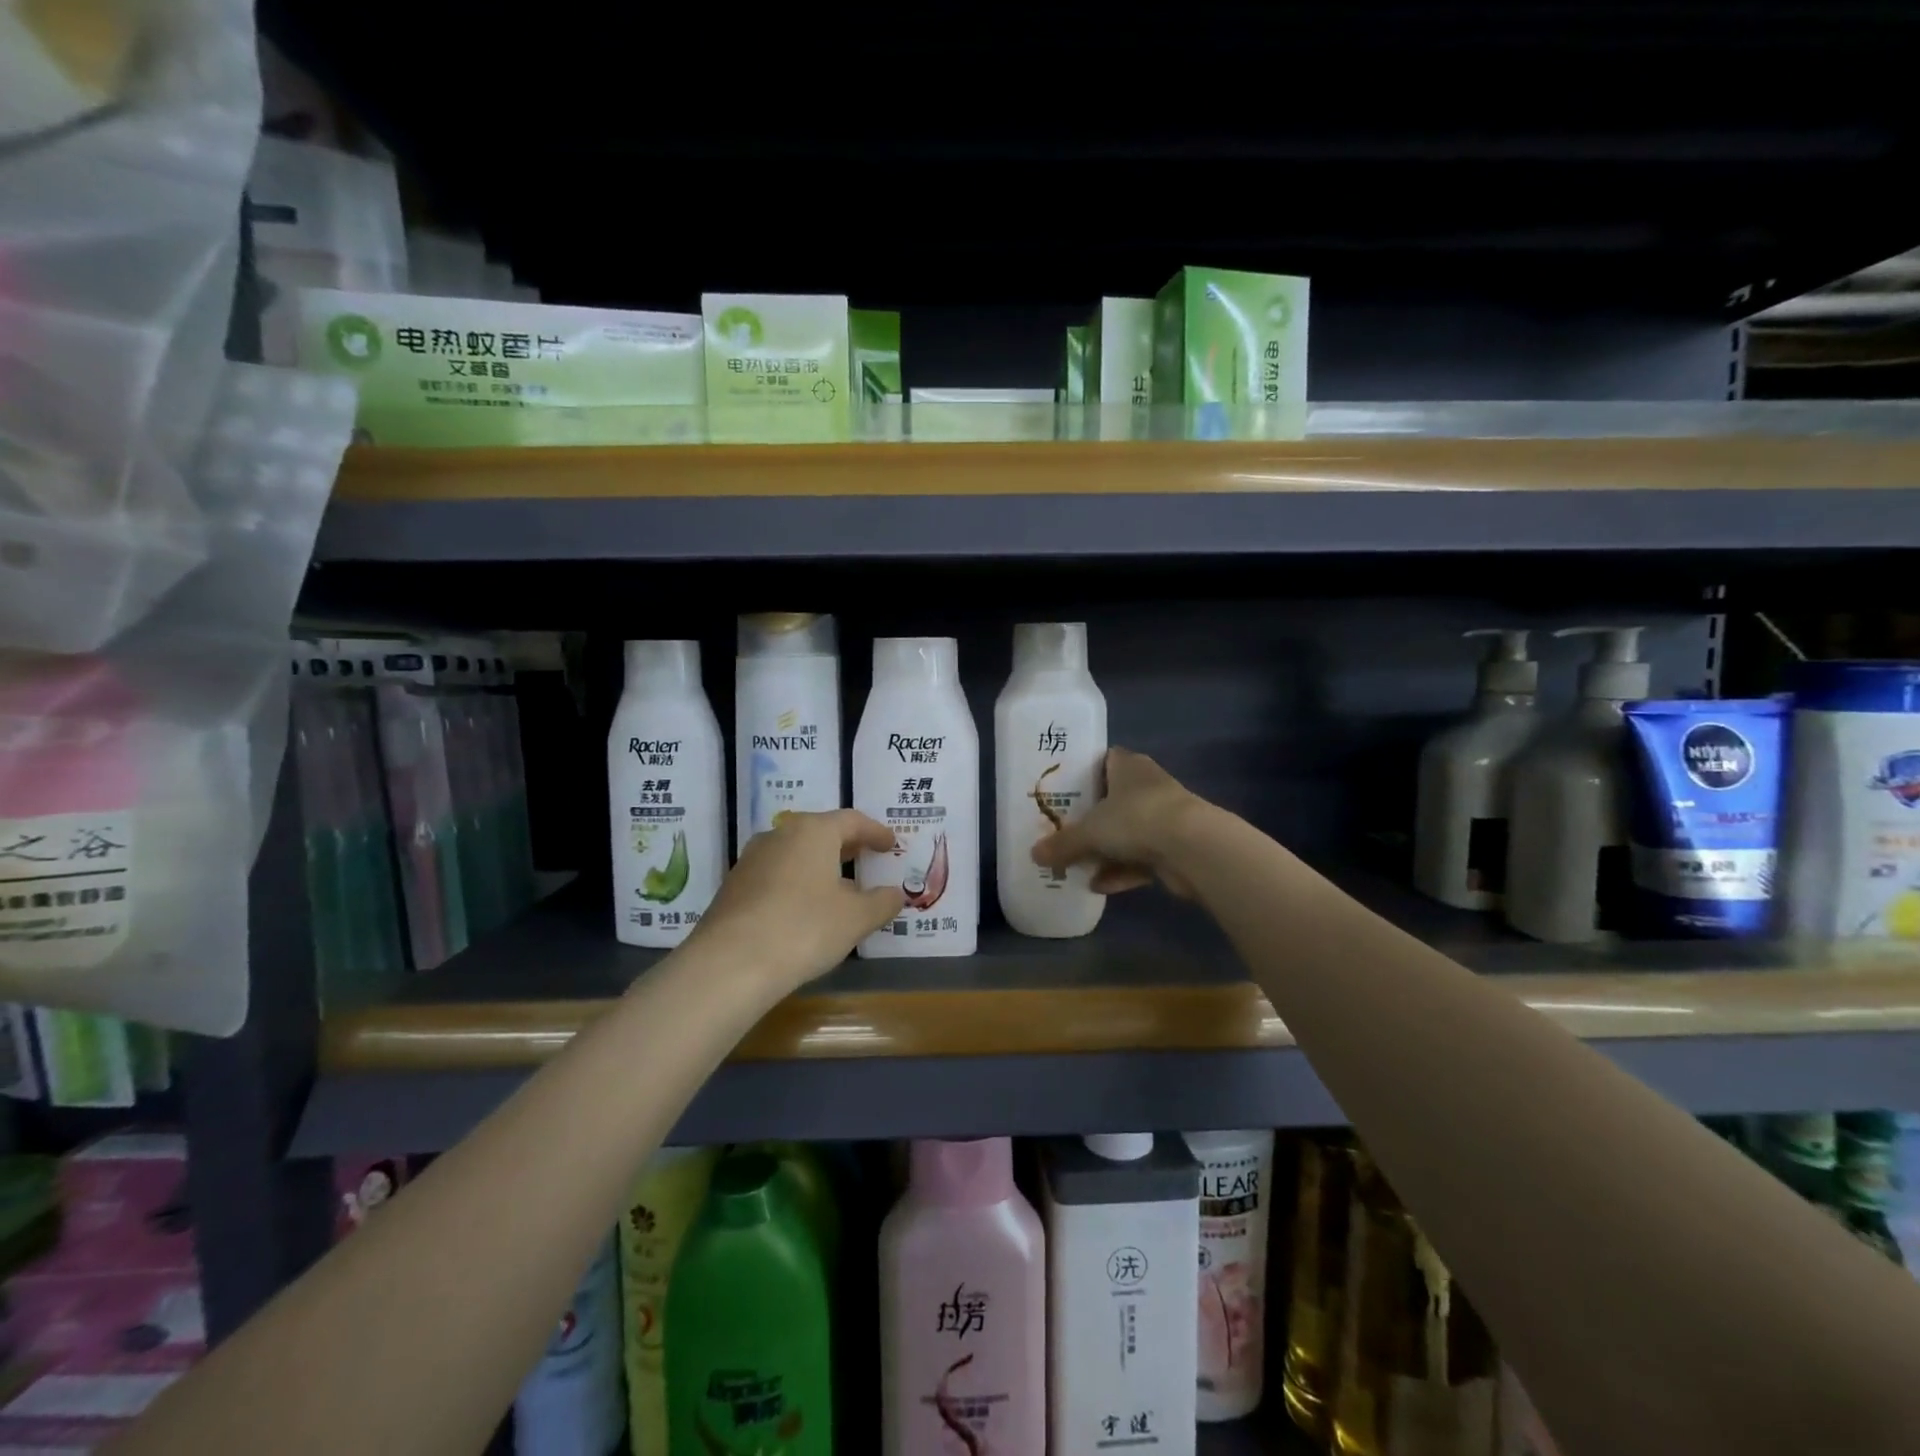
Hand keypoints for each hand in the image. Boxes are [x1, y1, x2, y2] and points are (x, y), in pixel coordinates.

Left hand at [691, 809, 904, 993]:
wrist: (729, 965)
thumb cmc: (805, 929)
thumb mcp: (856, 918)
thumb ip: (881, 902)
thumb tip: (894, 894)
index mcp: (813, 831)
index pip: (852, 821)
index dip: (875, 832)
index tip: (890, 843)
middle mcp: (780, 835)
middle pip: (820, 832)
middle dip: (847, 846)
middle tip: (867, 858)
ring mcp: (751, 860)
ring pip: (795, 854)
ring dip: (819, 865)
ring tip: (838, 888)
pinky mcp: (733, 887)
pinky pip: (776, 875)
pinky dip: (797, 883)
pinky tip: (805, 909)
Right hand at [1031, 747, 1210, 897]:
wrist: (1193, 847)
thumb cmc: (1136, 819)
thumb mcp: (1090, 832)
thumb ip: (1062, 844)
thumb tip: (1034, 855)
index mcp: (1128, 766)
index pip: (1104, 760)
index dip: (1084, 773)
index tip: (1063, 790)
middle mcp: (1148, 785)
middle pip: (1113, 800)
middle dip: (1091, 819)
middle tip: (1063, 832)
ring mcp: (1165, 816)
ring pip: (1128, 832)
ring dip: (1105, 851)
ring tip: (1076, 867)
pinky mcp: (1176, 846)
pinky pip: (1141, 858)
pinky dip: (1122, 871)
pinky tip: (1099, 887)